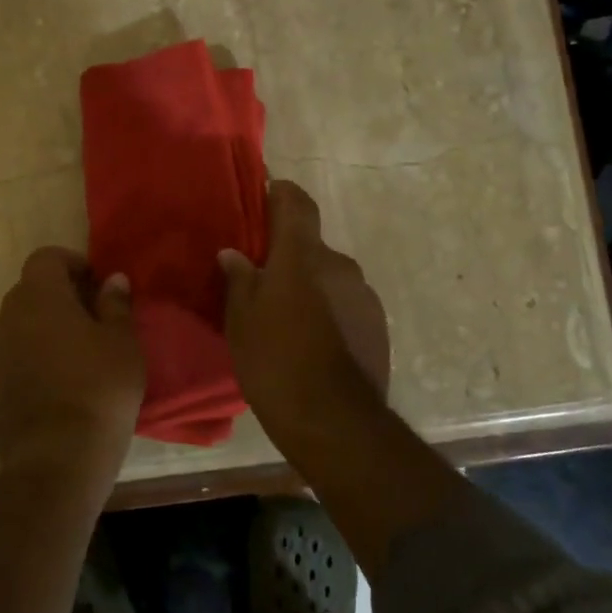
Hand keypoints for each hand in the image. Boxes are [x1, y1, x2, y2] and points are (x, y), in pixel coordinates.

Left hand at [0, 247, 145, 479]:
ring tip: (79, 353)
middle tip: (94, 317)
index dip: (73, 263)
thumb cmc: (98, 390)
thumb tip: (113, 279)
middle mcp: (8, 317)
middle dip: (61, 295)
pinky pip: (14, 356)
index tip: (97, 284)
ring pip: (21, 325)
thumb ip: (116, 305)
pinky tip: (60, 383)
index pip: (46, 257)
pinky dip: (34, 357)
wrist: (56, 460)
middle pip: (31, 290)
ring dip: (46, 327)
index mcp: (38, 296)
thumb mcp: (123, 343)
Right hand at [220, 181, 389, 430]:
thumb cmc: (275, 361)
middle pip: (310, 246)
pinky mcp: (377, 324)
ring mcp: (363, 294)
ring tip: (286, 319)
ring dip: (309, 287)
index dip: (280, 192)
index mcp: (302, 255)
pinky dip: (328, 312)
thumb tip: (234, 254)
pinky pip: (345, 304)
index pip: (296, 202)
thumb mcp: (241, 320)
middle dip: (288, 256)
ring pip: (328, 278)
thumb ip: (239, 280)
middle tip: (261, 281)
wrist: (335, 420)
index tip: (264, 195)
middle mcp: (338, 264)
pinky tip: (312, 342)